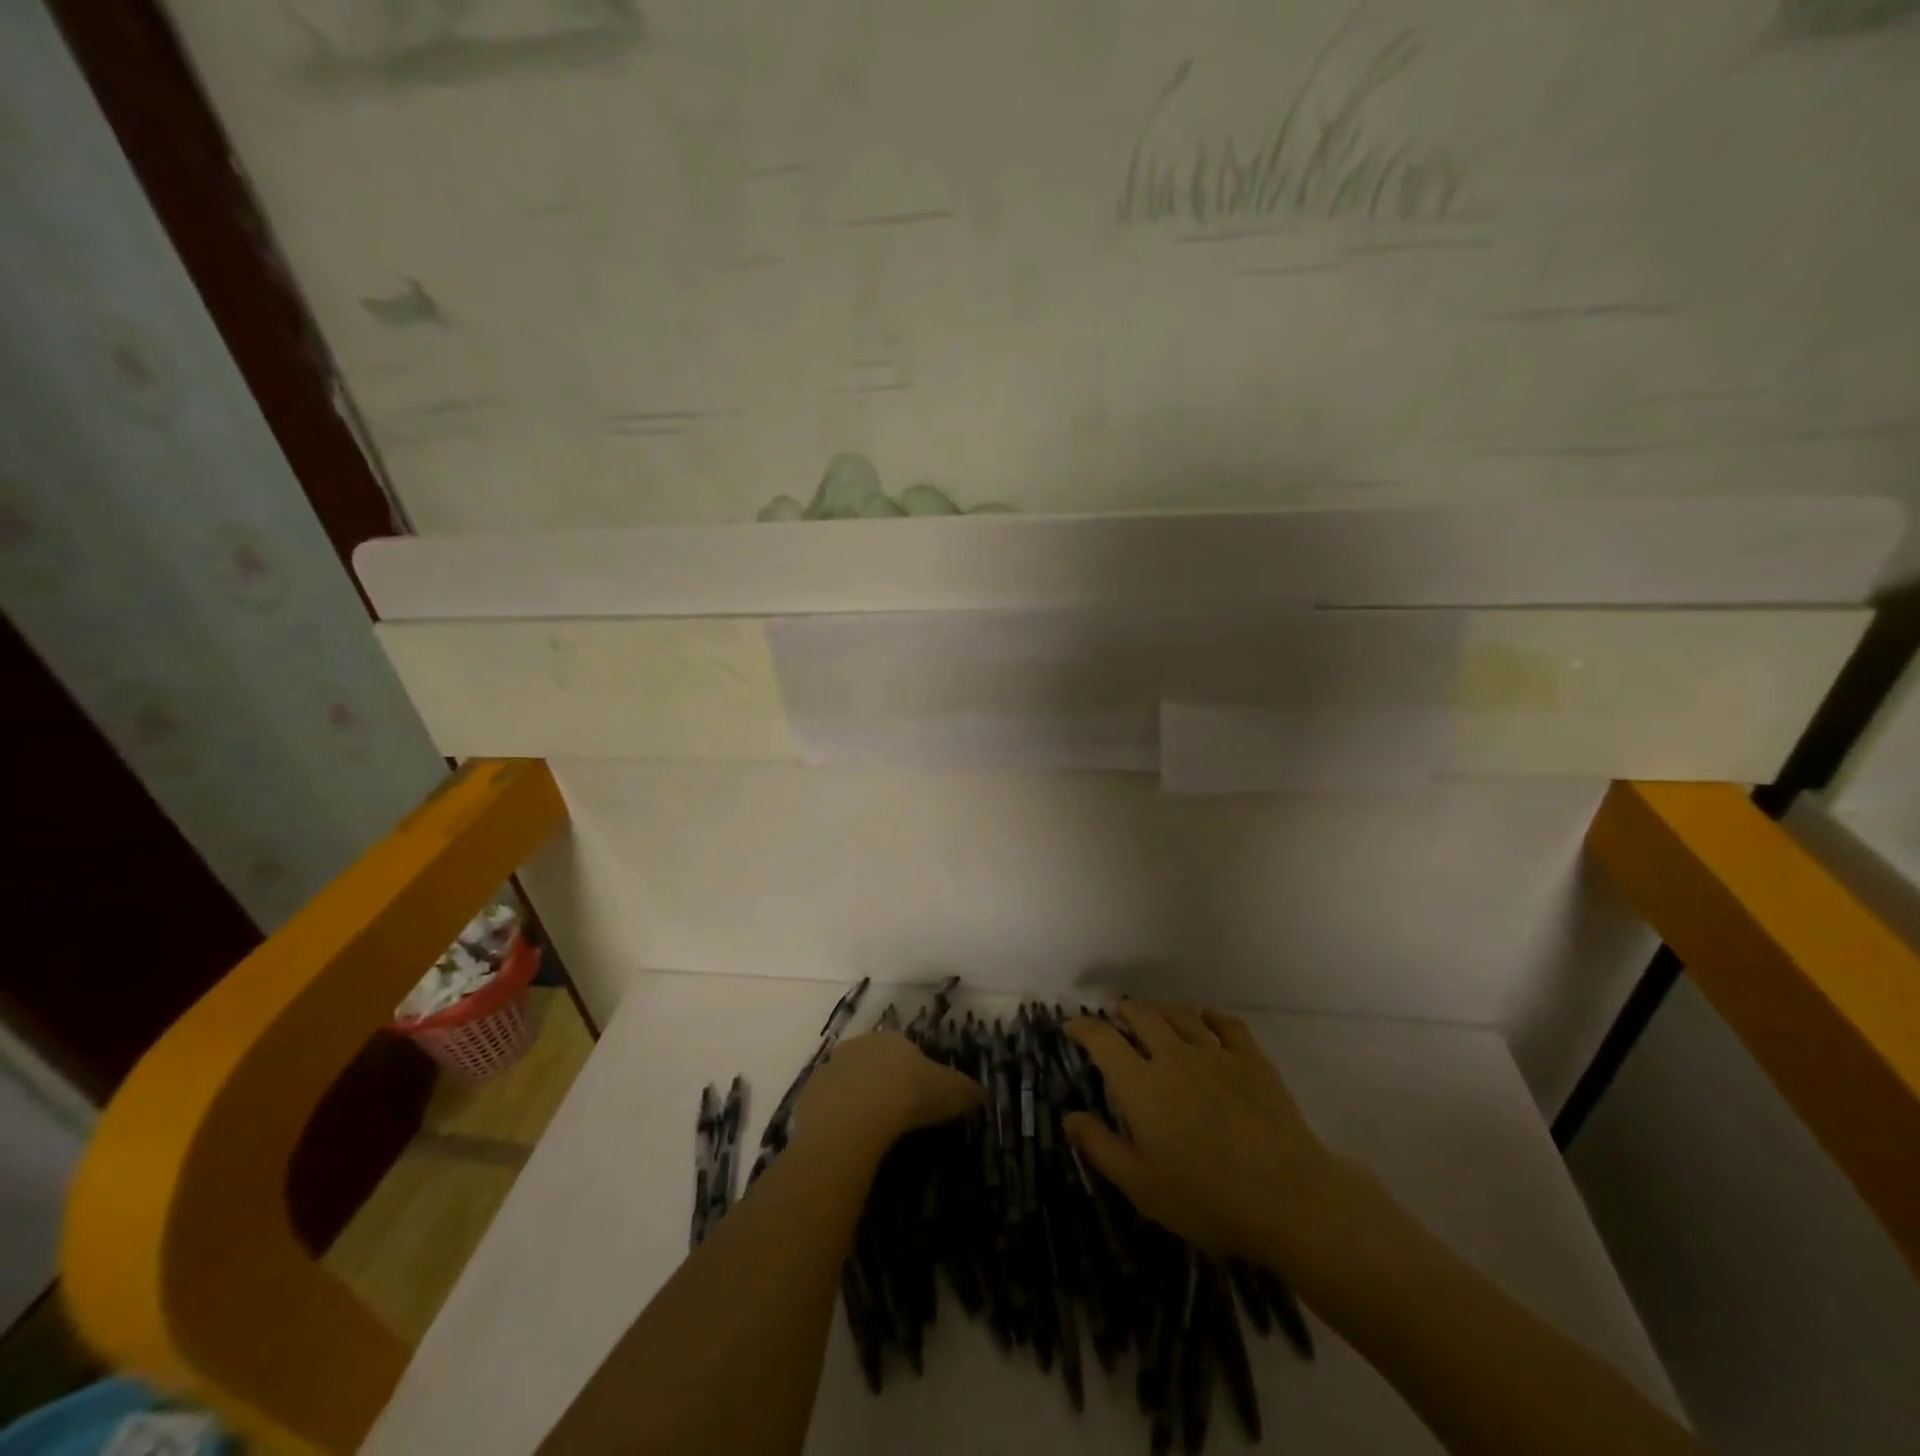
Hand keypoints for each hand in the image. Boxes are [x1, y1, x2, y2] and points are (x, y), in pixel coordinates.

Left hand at [793, 1030, 983, 1156]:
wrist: (855, 1119)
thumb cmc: (908, 1096)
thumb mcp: (952, 1093)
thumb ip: (967, 1091)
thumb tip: (981, 1094)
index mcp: (892, 1040)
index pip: (904, 1052)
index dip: (912, 1075)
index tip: (919, 1100)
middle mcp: (859, 1046)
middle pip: (872, 1064)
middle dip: (881, 1084)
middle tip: (894, 1117)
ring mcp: (830, 1069)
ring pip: (846, 1084)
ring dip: (855, 1102)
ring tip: (869, 1134)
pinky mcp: (809, 1096)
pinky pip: (826, 1108)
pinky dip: (835, 1121)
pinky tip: (846, 1142)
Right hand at [1065, 1003, 1361, 1264]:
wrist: (1289, 1198)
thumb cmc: (1208, 1200)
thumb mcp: (1143, 1186)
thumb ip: (1101, 1148)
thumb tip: (1069, 1116)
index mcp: (1141, 1085)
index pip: (1103, 1040)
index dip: (1083, 1028)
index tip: (1072, 1027)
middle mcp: (1174, 1057)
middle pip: (1143, 1016)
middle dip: (1124, 1011)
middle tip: (1117, 1017)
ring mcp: (1216, 1053)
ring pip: (1181, 1015)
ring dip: (1161, 1010)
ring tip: (1155, 1015)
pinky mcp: (1252, 1059)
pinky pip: (1227, 1024)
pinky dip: (1210, 1016)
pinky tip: (1206, 1019)